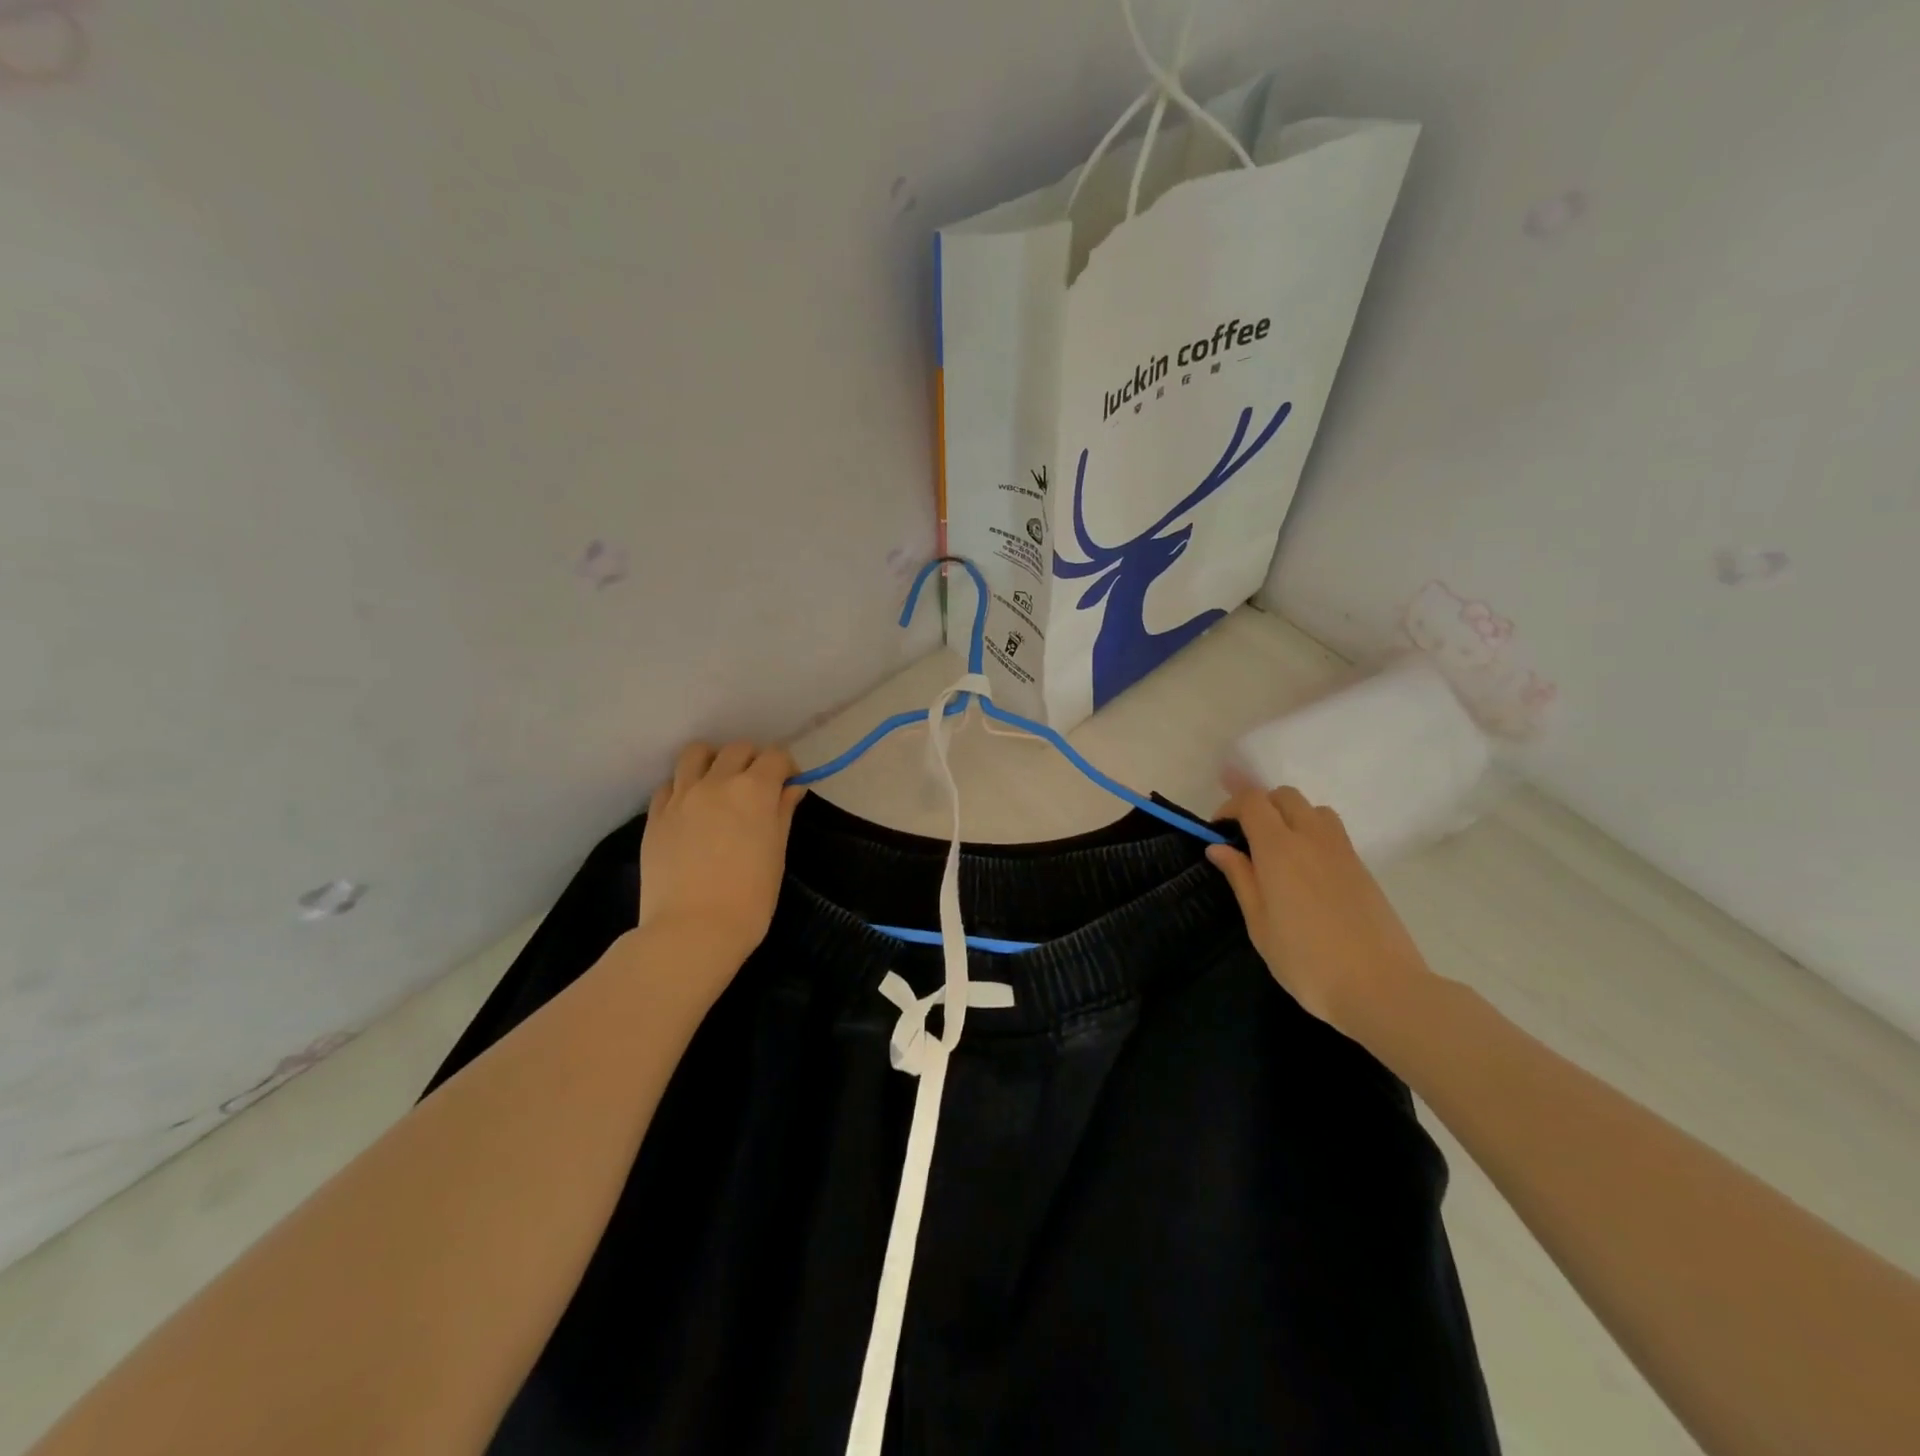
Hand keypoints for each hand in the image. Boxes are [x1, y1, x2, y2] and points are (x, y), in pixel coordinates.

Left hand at [638, 742, 804, 972]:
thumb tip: (790, 788)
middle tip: (756, 788)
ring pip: (696, 753)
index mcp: (754, 790)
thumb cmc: (750, 898)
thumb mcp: (777, 853)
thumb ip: (782, 812)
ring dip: (713, 761)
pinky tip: (691, 809)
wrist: (693, 930)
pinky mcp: (655, 815)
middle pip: (737, 749)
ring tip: (718, 785)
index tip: (788, 786)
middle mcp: (716, 782)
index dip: (786, 768)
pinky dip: (684, 787)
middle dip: (752, 761)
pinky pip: (670, 784)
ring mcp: (681, 796)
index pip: (775, 757)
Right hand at [1206, 781, 1434, 1042]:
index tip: (1218, 832)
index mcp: (1279, 849)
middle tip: (1246, 839)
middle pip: (1285, 796)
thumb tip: (1219, 848)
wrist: (1381, 988)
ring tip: (1278, 852)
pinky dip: (1312, 835)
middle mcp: (1312, 838)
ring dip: (1290, 817)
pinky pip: (1332, 833)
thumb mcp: (1259, 924)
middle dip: (1260, 806)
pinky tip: (1305, 873)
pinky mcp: (1363, 868)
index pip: (1253, 802)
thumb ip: (1241, 878)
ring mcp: (1342, 851)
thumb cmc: (1306, 961)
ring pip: (1313, 810)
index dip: (1231, 807)